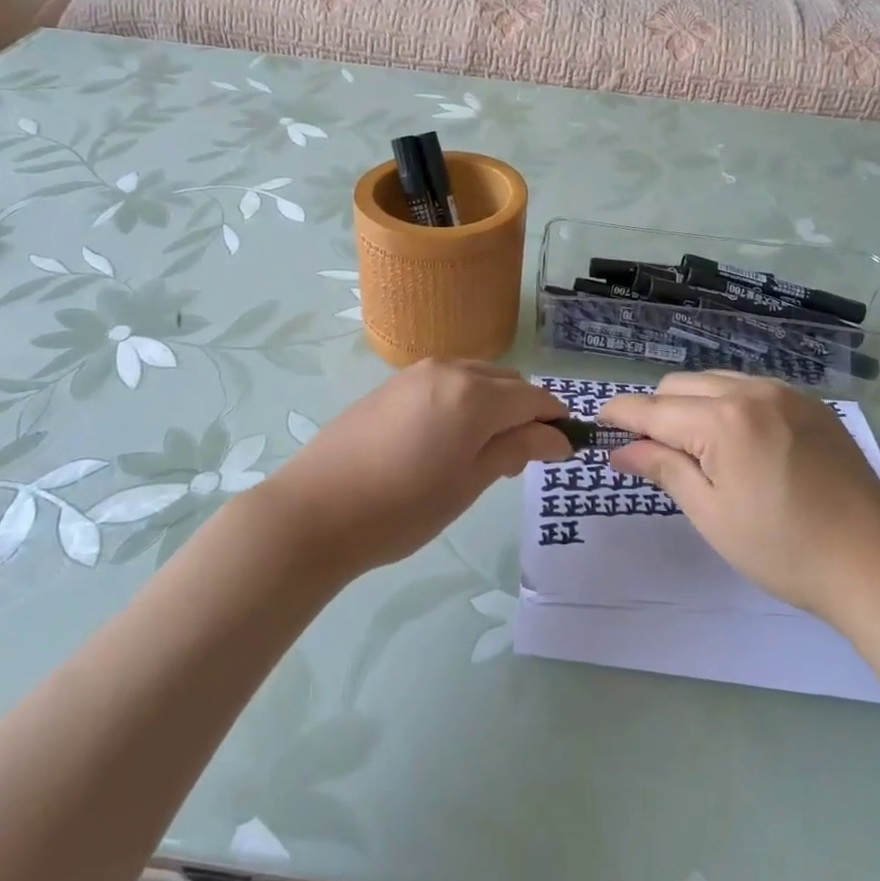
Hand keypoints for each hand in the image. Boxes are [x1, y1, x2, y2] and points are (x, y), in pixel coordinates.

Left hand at [265, 360, 569, 573]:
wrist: (316, 510)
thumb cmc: (403, 507)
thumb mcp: (469, 482)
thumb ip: (516, 449)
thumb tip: (557, 437)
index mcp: (475, 394)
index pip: (534, 398)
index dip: (555, 420)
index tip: (564, 449)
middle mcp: (449, 370)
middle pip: (507, 382)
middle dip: (524, 412)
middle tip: (520, 459)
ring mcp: (416, 373)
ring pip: (475, 378)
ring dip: (493, 404)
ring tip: (483, 451)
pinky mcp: (392, 384)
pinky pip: (445, 382)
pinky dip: (463, 401)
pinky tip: (447, 438)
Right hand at [601, 372, 879, 619]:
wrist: (875, 562)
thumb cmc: (783, 548)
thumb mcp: (712, 514)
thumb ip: (663, 469)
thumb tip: (620, 450)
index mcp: (723, 420)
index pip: (653, 408)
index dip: (619, 414)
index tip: (597, 423)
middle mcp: (751, 391)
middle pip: (680, 385)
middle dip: (655, 410)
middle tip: (648, 449)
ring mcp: (785, 392)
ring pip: (714, 381)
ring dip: (690, 404)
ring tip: (692, 445)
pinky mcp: (809, 403)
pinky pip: (750, 388)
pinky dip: (726, 403)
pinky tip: (735, 439)